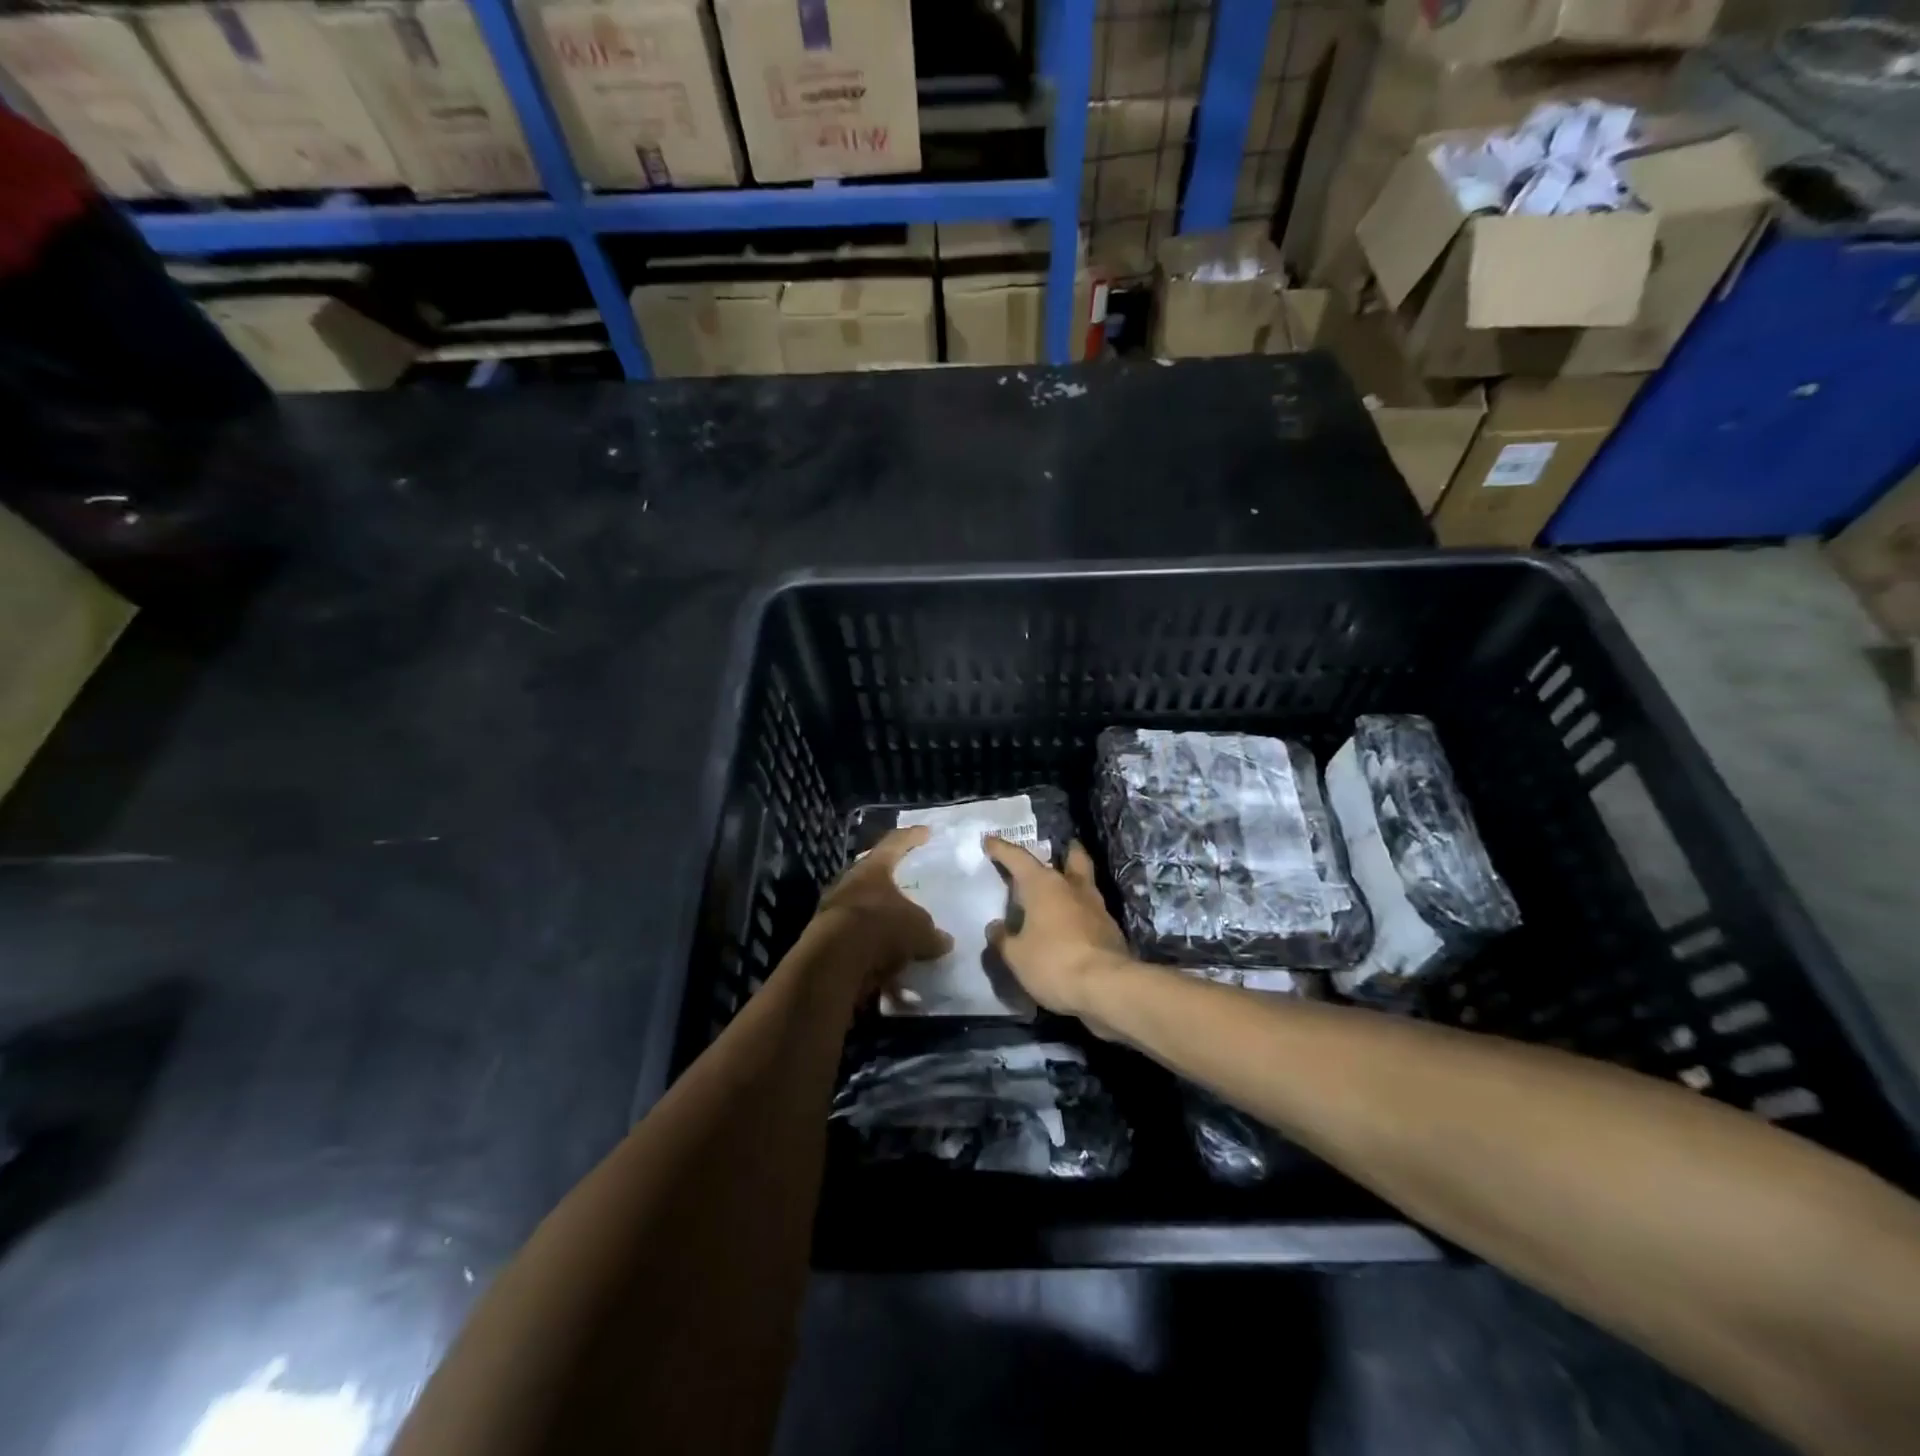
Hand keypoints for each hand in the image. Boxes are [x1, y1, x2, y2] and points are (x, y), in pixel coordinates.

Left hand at [806, 826, 952, 995]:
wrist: (835, 961)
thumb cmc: (881, 928)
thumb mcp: (918, 929)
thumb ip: (931, 933)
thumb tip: (943, 940)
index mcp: (872, 869)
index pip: (894, 844)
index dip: (912, 837)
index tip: (925, 832)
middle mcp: (849, 883)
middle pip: (871, 875)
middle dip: (888, 881)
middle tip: (904, 882)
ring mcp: (833, 911)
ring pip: (861, 908)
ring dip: (879, 919)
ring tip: (898, 929)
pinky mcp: (824, 940)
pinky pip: (855, 939)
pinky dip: (871, 948)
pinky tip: (887, 964)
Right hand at [984, 840, 1132, 1018]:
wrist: (1107, 988)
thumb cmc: (1053, 963)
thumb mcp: (1016, 956)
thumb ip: (1003, 939)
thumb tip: (995, 927)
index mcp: (1044, 885)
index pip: (1018, 858)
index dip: (1002, 849)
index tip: (990, 840)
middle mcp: (1073, 887)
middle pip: (1073, 858)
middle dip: (1065, 851)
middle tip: (1058, 849)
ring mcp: (1097, 907)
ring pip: (1085, 884)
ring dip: (1074, 883)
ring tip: (1062, 891)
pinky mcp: (1111, 930)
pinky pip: (1091, 912)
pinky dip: (1080, 912)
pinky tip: (1072, 925)